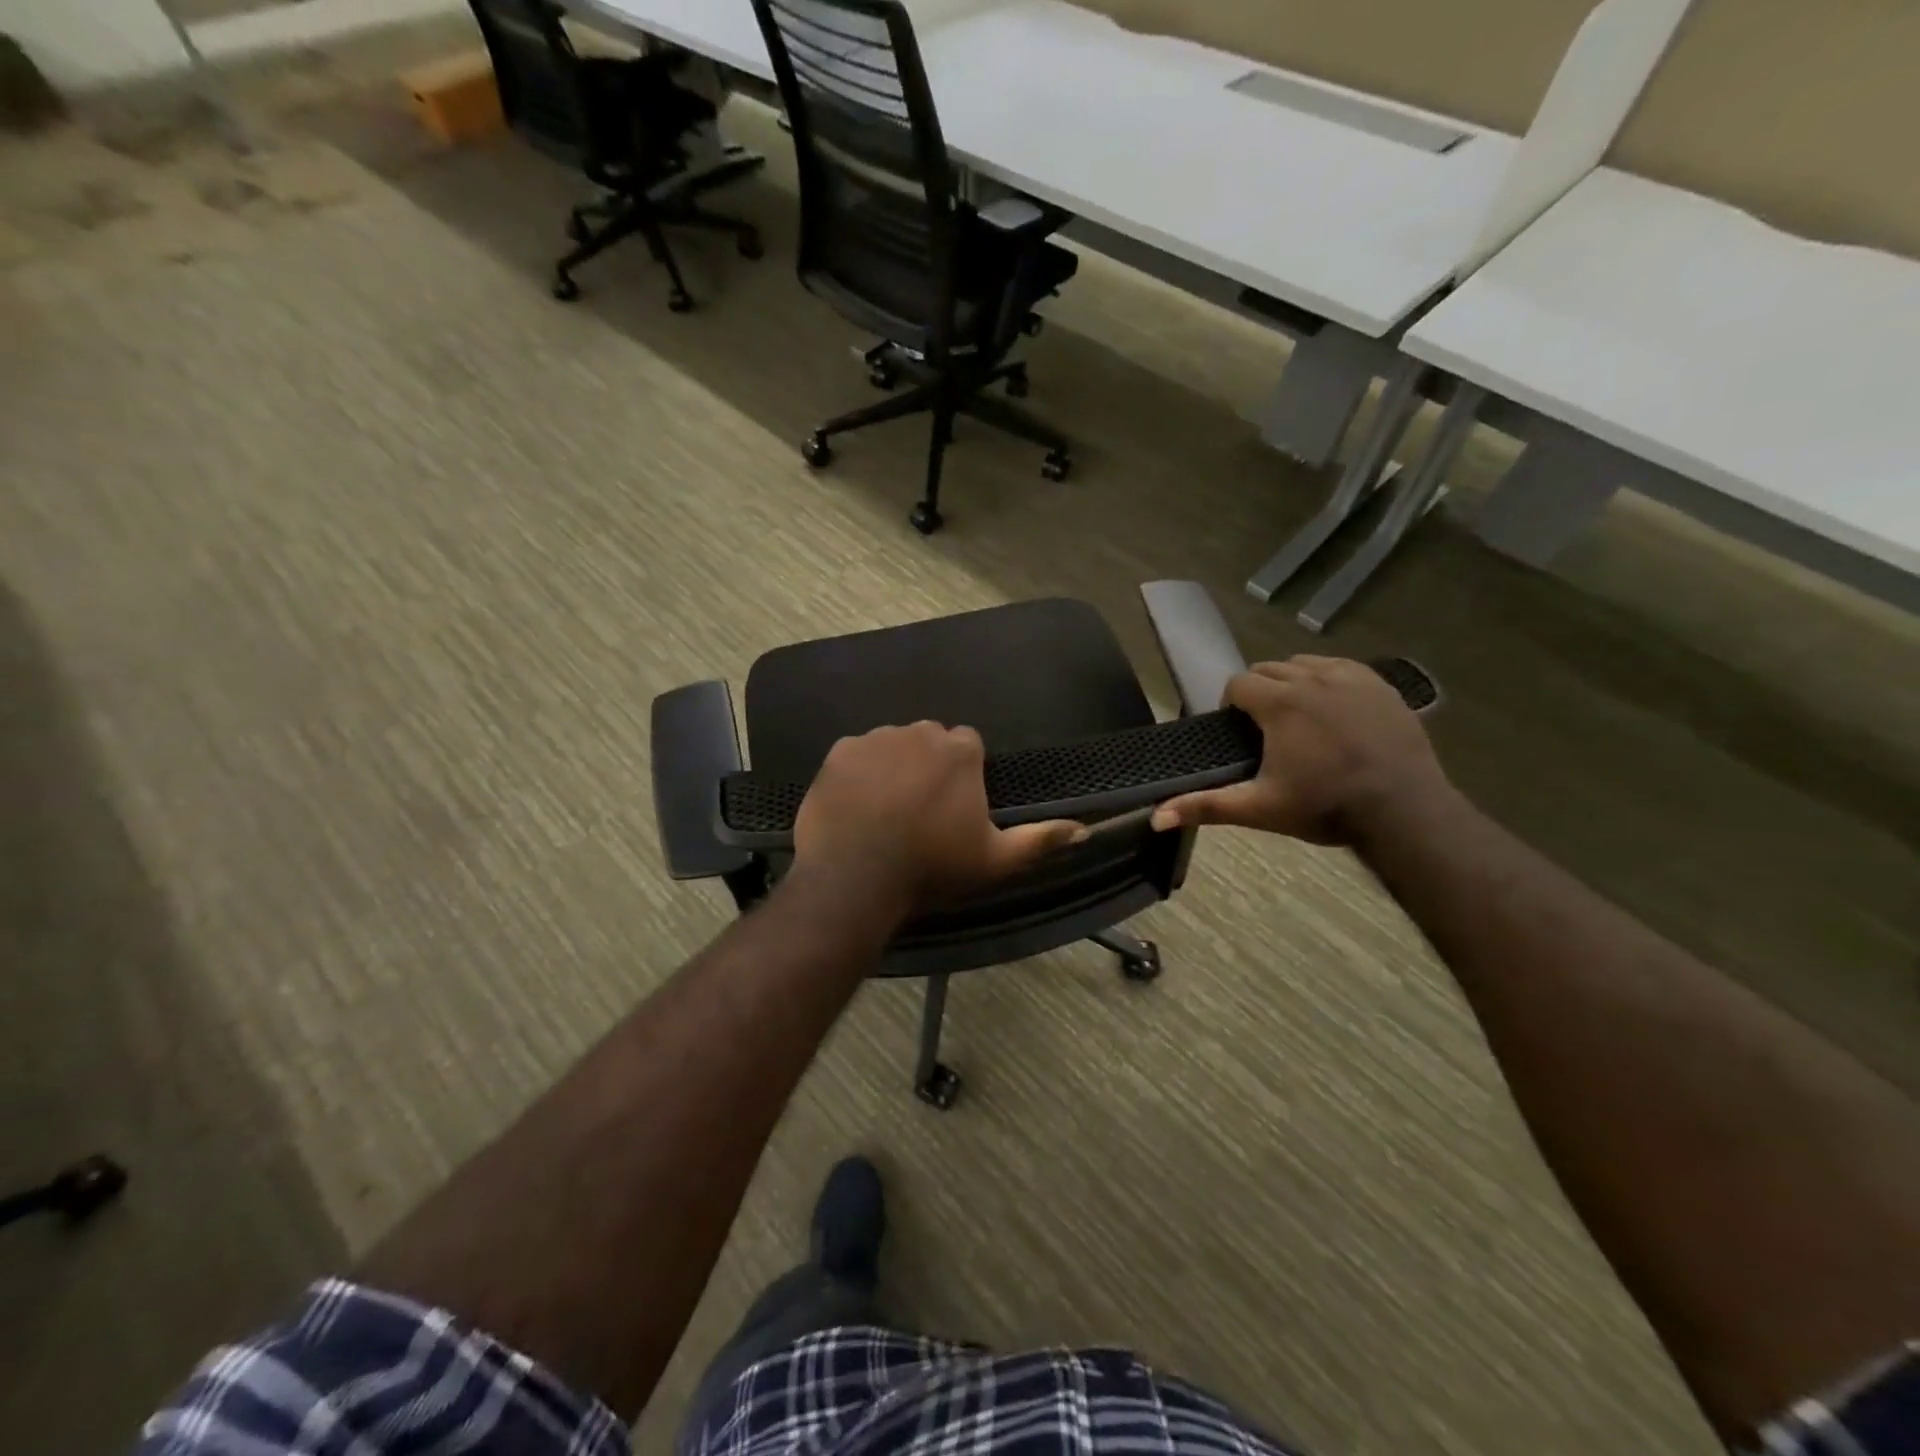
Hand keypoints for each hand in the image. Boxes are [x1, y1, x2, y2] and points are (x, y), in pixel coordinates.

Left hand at [794, 722, 1086, 910]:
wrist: (856, 877)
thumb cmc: (932, 867)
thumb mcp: (995, 860)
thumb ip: (1041, 839)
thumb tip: (1086, 830)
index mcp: (959, 751)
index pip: (968, 745)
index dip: (963, 774)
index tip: (954, 806)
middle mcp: (919, 732)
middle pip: (930, 741)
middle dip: (929, 765)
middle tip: (921, 810)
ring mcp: (876, 739)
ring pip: (892, 744)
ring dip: (894, 766)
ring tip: (886, 810)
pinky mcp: (839, 751)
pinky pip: (857, 754)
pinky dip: (859, 772)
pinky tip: (856, 805)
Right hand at [1150, 657, 1449, 844]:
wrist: (1403, 812)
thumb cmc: (1324, 807)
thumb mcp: (1259, 808)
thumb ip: (1206, 806)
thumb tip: (1155, 817)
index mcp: (1279, 703)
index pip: (1238, 683)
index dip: (1232, 705)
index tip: (1240, 732)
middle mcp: (1312, 678)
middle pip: (1269, 668)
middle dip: (1260, 692)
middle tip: (1267, 729)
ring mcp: (1351, 678)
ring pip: (1305, 663)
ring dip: (1293, 682)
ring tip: (1300, 717)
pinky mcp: (1380, 685)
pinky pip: (1342, 667)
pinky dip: (1329, 680)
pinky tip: (1334, 710)